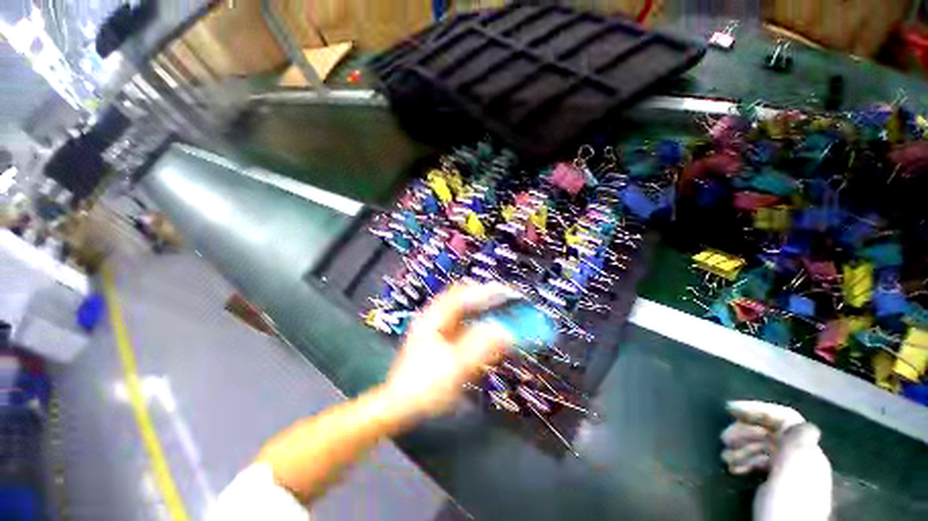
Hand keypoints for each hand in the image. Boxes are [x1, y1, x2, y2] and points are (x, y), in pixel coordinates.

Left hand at [382, 282, 516, 422]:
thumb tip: (505, 332)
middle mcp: (433, 318)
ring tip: (499, 309)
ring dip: (480, 308)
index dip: (484, 291)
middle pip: (461, 298)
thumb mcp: (454, 368)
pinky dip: (475, 322)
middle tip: (505, 298)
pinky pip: (461, 323)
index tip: (505, 292)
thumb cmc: (424, 387)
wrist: (399, 408)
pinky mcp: (439, 340)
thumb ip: (481, 348)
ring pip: (461, 310)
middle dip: (483, 297)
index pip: (461, 295)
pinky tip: (485, 328)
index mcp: (432, 319)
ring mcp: (435, 329)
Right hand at [722, 401, 832, 520]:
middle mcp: (801, 459)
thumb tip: (804, 423)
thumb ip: (795, 447)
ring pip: (764, 448)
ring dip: (741, 447)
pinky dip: (745, 461)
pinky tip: (733, 468)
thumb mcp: (789, 476)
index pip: (785, 419)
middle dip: (744, 430)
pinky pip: (761, 463)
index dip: (757, 410)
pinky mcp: (778, 486)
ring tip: (724, 456)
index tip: (728, 410)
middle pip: (771, 432)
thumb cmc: (786, 507)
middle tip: (722, 439)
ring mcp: (790, 474)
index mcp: (807, 453)